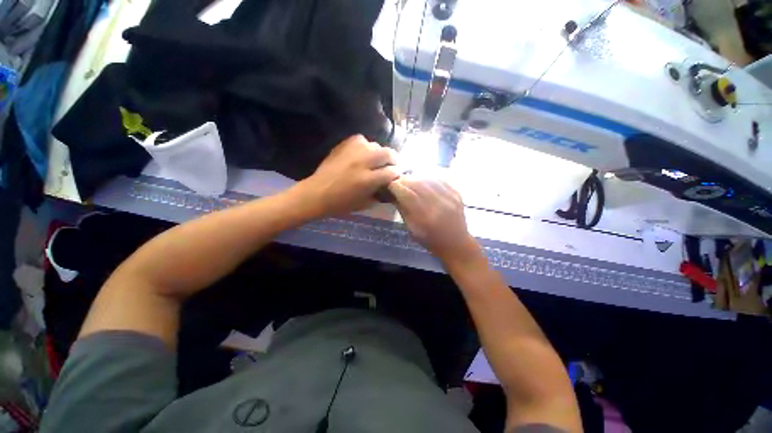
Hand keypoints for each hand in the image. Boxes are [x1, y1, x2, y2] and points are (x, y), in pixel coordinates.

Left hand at [298, 135, 399, 216]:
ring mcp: (352, 152)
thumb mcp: (364, 204)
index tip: (397, 175)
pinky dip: (365, 146)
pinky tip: (363, 153)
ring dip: (380, 153)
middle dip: (394, 159)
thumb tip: (389, 185)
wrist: (316, 194)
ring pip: (375, 145)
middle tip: (392, 165)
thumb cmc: (341, 204)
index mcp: (368, 180)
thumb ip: (380, 194)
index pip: (391, 172)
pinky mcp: (343, 146)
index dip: (397, 173)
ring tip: (377, 159)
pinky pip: (361, 139)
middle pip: (387, 153)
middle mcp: (362, 162)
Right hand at [388, 175, 479, 262]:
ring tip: (410, 181)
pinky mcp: (456, 193)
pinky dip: (428, 178)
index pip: (406, 193)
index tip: (389, 185)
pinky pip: (439, 179)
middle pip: (417, 182)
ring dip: (415, 177)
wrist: (456, 243)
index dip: (395, 186)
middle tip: (398, 182)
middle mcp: (438, 204)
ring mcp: (449, 197)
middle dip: (404, 180)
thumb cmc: (430, 240)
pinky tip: (423, 181)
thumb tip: (391, 193)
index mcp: (425, 217)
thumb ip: (402, 209)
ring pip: (427, 178)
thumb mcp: (412, 229)